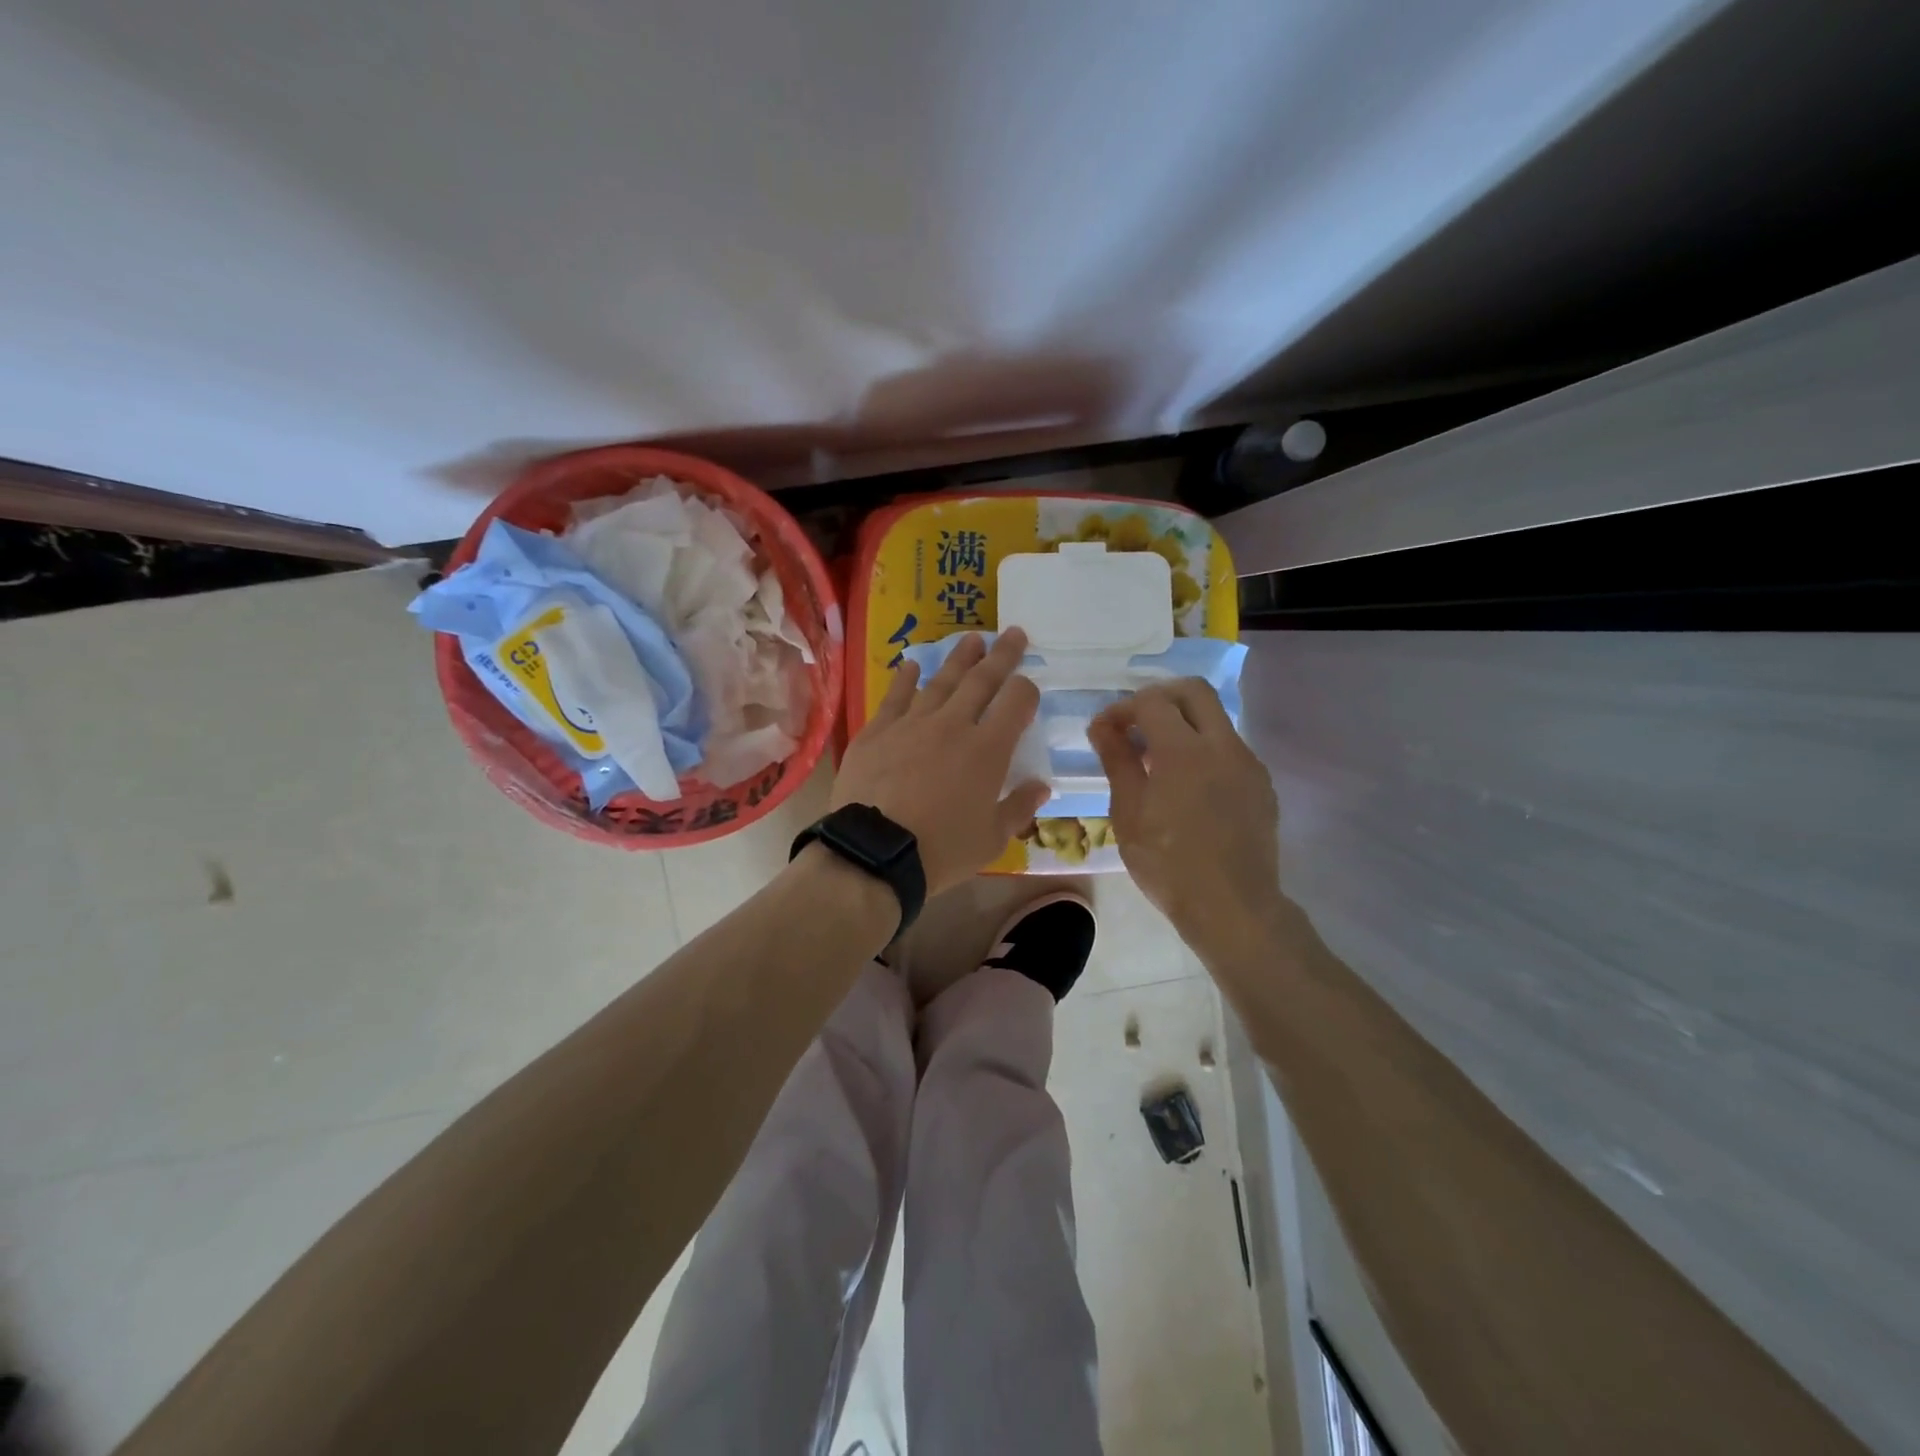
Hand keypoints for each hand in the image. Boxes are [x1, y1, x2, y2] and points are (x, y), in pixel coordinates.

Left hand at [832, 629, 1049, 894]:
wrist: (875, 852)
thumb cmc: (942, 850)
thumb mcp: (992, 838)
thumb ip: (1019, 807)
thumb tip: (1042, 786)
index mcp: (988, 749)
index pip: (1016, 702)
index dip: (1027, 689)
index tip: (1029, 687)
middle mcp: (953, 725)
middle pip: (982, 680)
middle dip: (1001, 655)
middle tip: (1013, 632)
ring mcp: (912, 723)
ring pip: (940, 681)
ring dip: (959, 658)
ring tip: (972, 639)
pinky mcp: (877, 731)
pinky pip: (895, 696)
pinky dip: (905, 678)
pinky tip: (912, 664)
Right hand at [1088, 679, 1280, 958]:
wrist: (1232, 907)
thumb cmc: (1168, 863)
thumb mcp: (1128, 812)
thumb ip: (1117, 761)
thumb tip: (1102, 726)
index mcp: (1184, 750)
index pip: (1151, 701)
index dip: (1121, 709)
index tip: (1104, 732)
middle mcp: (1223, 745)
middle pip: (1194, 690)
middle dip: (1160, 696)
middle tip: (1135, 723)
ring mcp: (1248, 764)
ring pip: (1216, 719)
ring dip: (1184, 724)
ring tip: (1156, 759)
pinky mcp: (1262, 785)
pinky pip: (1230, 749)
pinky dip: (1203, 750)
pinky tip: (1187, 786)